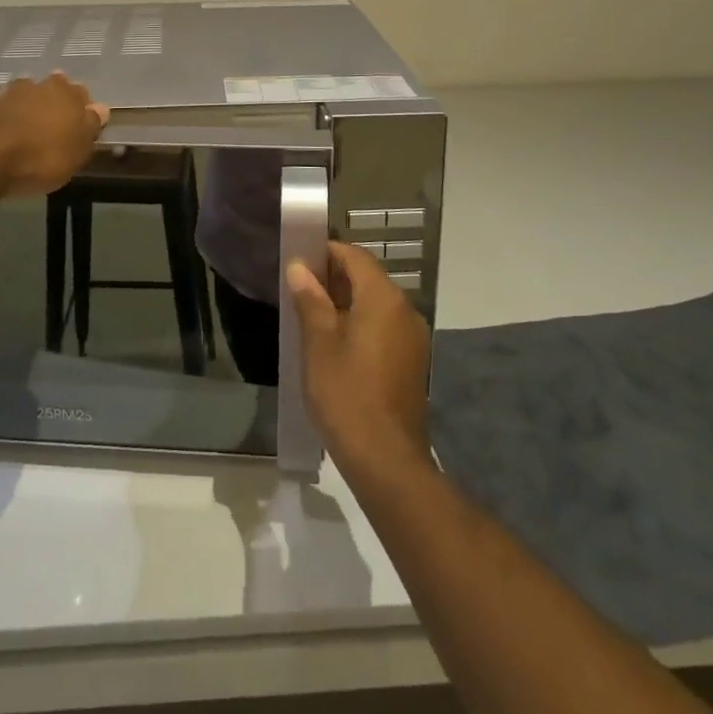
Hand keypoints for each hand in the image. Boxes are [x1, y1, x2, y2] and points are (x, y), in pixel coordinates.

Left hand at [0, 72, 108, 196]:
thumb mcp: (78, 149)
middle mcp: (39, 86)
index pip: (82, 93)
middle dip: (53, 98)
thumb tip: (100, 108)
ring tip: (25, 116)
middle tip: (54, 119)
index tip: (82, 122)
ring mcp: (9, 93)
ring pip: (23, 91)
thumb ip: (90, 126)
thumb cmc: (43, 156)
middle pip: (52, 87)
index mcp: (67, 94)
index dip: (83, 107)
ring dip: (25, 99)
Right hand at [287, 242, 432, 478]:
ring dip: (347, 302)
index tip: (300, 260)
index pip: (355, 256)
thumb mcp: (318, 343)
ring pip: (376, 304)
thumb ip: (310, 300)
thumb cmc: (346, 394)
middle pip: (368, 278)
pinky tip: (336, 345)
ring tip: (313, 317)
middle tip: (301, 289)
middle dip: (335, 278)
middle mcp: (404, 310)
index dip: (327, 252)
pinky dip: (361, 324)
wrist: (386, 460)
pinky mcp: (412, 362)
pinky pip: (384, 327)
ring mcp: (413, 338)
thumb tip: (299, 267)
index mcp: (383, 298)